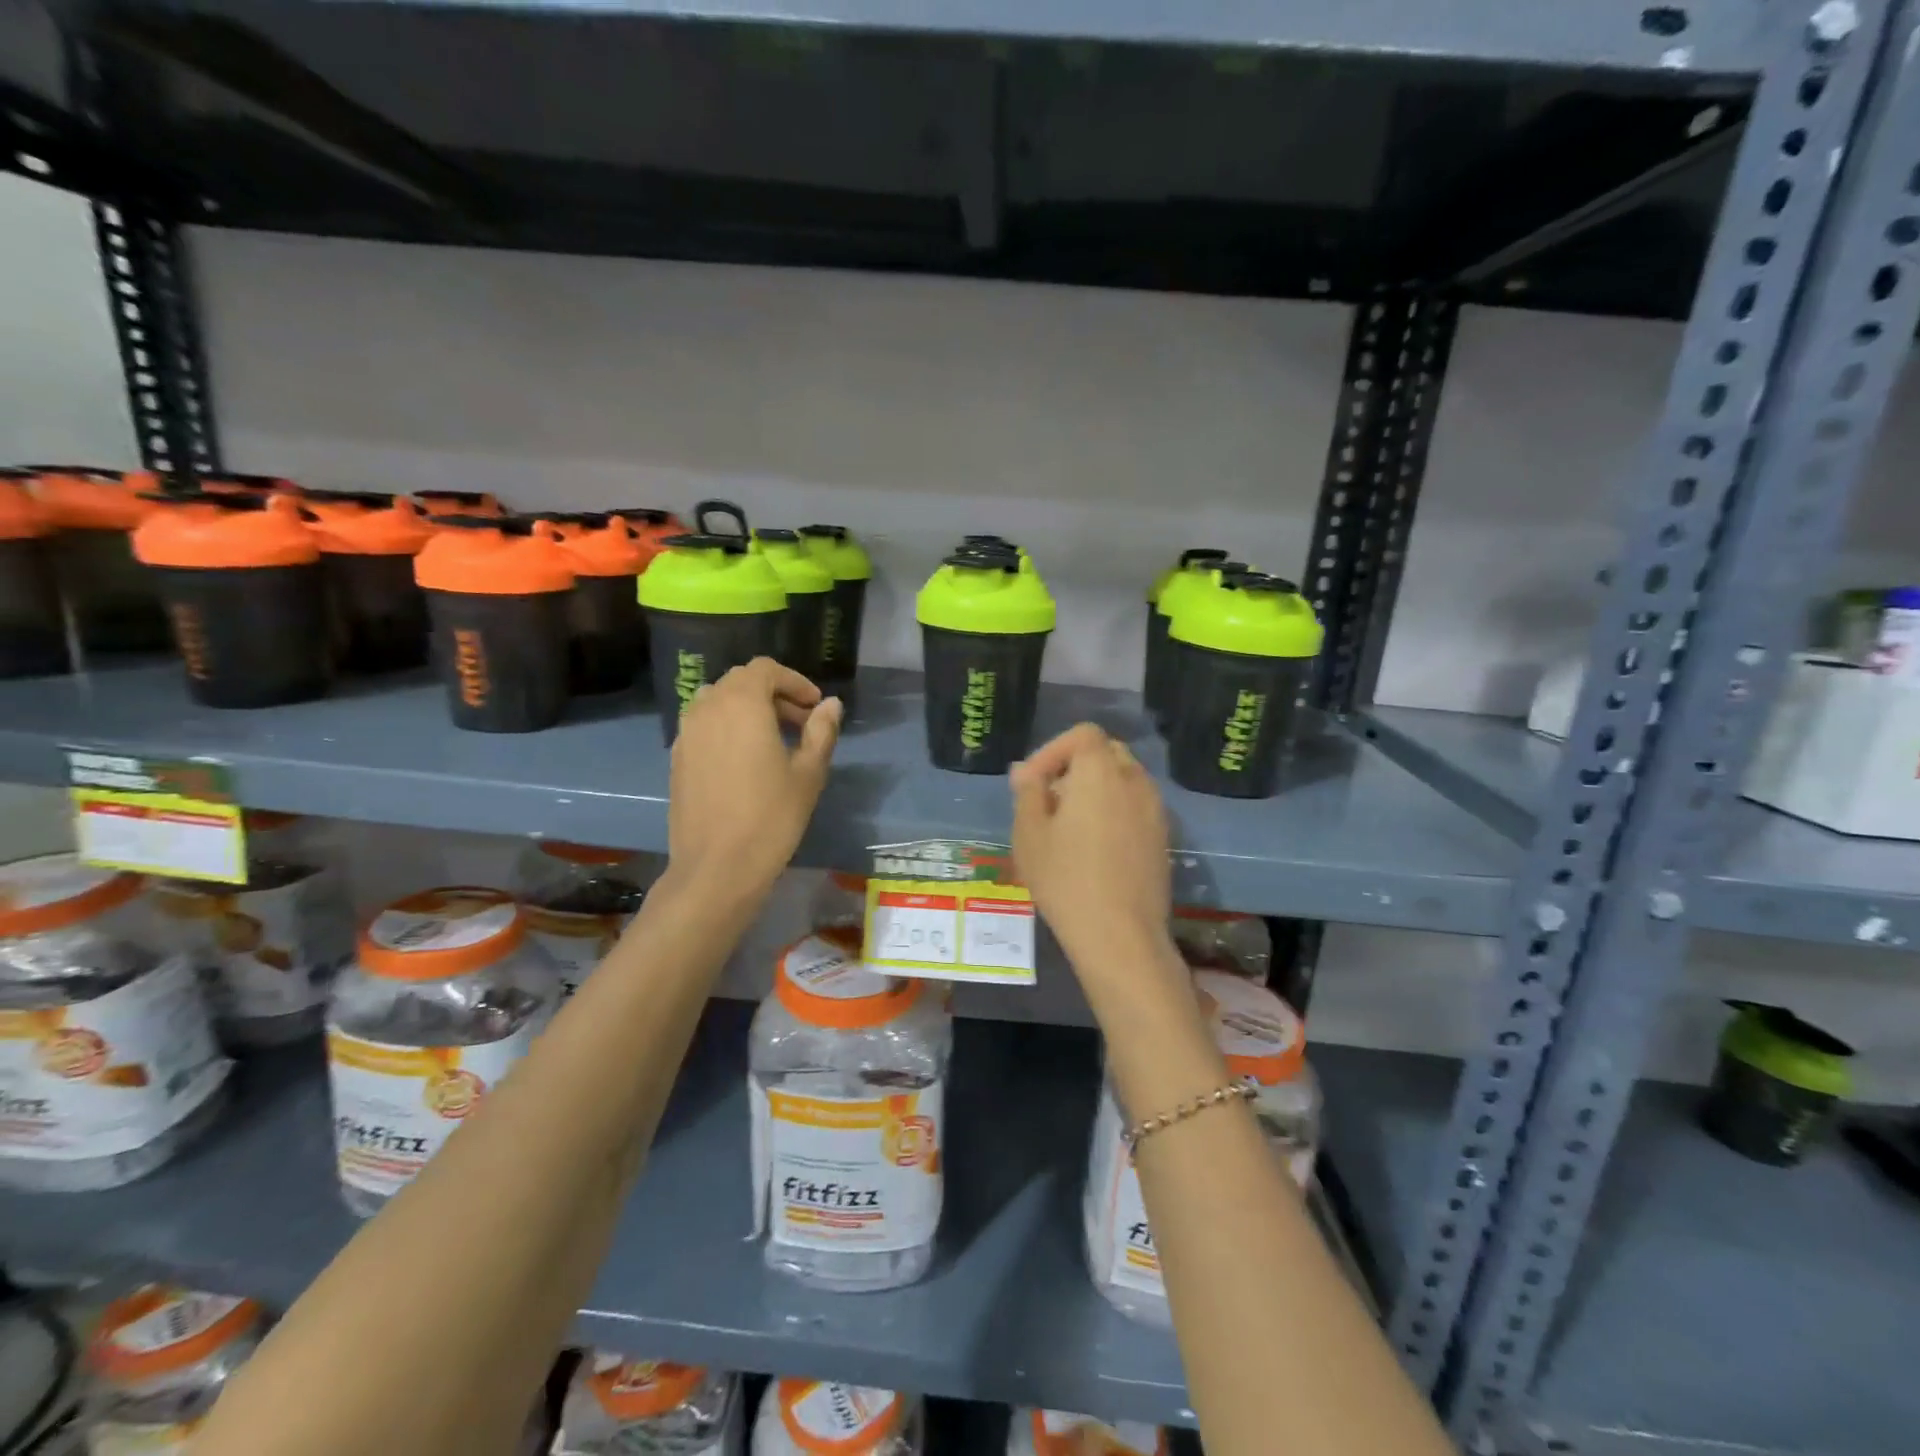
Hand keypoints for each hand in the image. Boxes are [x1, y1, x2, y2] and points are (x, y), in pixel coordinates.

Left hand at [668, 658, 840, 901]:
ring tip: (774, 741)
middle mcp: (708, 708)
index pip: (766, 670)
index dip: (794, 682)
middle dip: (774, 695)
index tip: (815, 707)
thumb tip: (831, 705)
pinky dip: (727, 729)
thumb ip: (821, 731)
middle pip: (741, 682)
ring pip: (719, 702)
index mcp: (742, 703)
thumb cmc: (771, 817)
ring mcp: (686, 733)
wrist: (717, 867)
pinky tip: (746, 762)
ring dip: (748, 710)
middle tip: (801, 724)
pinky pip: (704, 726)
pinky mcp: (677, 758)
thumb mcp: (808, 773)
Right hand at [1011, 723, 1173, 973]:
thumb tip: (1026, 771)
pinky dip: (1114, 810)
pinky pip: (1136, 806)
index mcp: (1100, 771)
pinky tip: (1095, 847)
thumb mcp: (1029, 834)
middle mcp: (1134, 780)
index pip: (1082, 734)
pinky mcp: (1164, 837)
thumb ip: (1028, 792)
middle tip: (1048, 801)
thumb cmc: (1065, 879)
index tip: (1032, 783)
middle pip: (1106, 753)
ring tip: (1069, 826)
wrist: (1120, 935)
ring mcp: (1155, 809)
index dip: (1053, 751)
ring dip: (1096, 789)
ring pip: (1123, 780)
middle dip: (1074, 767)